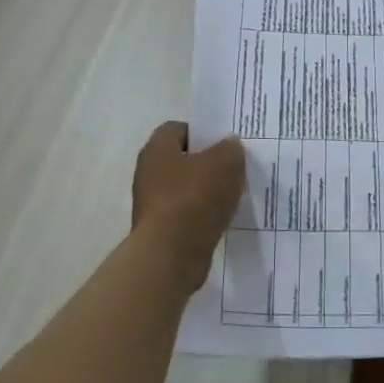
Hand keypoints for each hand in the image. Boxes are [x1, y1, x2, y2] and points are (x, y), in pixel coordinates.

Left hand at [131, 122, 244, 282]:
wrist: (171, 254)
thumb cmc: (195, 197)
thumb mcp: (225, 163)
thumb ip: (231, 149)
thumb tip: (229, 145)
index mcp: (158, 148)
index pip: (179, 128)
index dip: (203, 132)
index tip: (225, 143)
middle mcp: (148, 172)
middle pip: (182, 159)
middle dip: (208, 162)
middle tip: (234, 167)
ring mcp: (152, 203)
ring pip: (186, 188)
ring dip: (207, 190)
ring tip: (233, 194)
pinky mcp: (160, 229)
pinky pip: (186, 213)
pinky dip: (202, 214)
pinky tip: (222, 218)